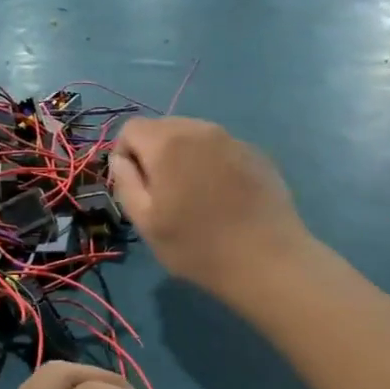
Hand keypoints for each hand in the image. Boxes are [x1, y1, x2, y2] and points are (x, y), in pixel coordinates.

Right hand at [111, 117, 310, 300]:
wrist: (267, 260)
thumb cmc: (197, 246)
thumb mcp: (145, 222)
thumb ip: (125, 182)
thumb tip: (122, 160)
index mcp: (168, 143)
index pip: (131, 128)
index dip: (125, 155)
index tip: (135, 187)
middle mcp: (201, 129)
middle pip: (163, 128)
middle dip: (154, 154)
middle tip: (163, 195)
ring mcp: (233, 140)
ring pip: (193, 136)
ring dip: (184, 158)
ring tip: (194, 197)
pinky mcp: (257, 154)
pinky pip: (221, 149)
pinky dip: (212, 164)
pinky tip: (223, 198)